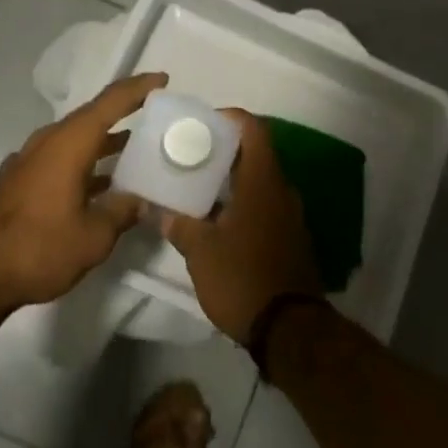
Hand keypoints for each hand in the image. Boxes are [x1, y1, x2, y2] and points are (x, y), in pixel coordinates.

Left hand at [0, 72, 166, 315]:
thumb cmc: (39, 249)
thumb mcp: (95, 236)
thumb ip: (124, 210)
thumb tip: (145, 200)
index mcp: (69, 143)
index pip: (111, 102)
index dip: (139, 88)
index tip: (164, 80)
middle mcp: (48, 142)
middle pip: (93, 116)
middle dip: (125, 113)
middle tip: (156, 117)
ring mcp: (30, 161)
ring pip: (76, 139)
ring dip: (105, 141)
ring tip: (136, 151)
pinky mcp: (20, 181)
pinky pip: (61, 158)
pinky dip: (86, 161)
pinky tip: (101, 184)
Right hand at [156, 110, 321, 342]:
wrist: (289, 328)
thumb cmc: (243, 278)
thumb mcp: (200, 252)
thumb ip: (178, 224)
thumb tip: (157, 209)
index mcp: (263, 181)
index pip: (253, 129)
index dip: (230, 119)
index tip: (202, 124)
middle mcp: (282, 190)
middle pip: (256, 153)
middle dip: (224, 150)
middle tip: (190, 155)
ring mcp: (290, 214)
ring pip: (260, 181)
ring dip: (232, 179)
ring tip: (197, 186)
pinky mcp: (290, 236)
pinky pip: (266, 204)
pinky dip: (243, 201)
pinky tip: (218, 218)